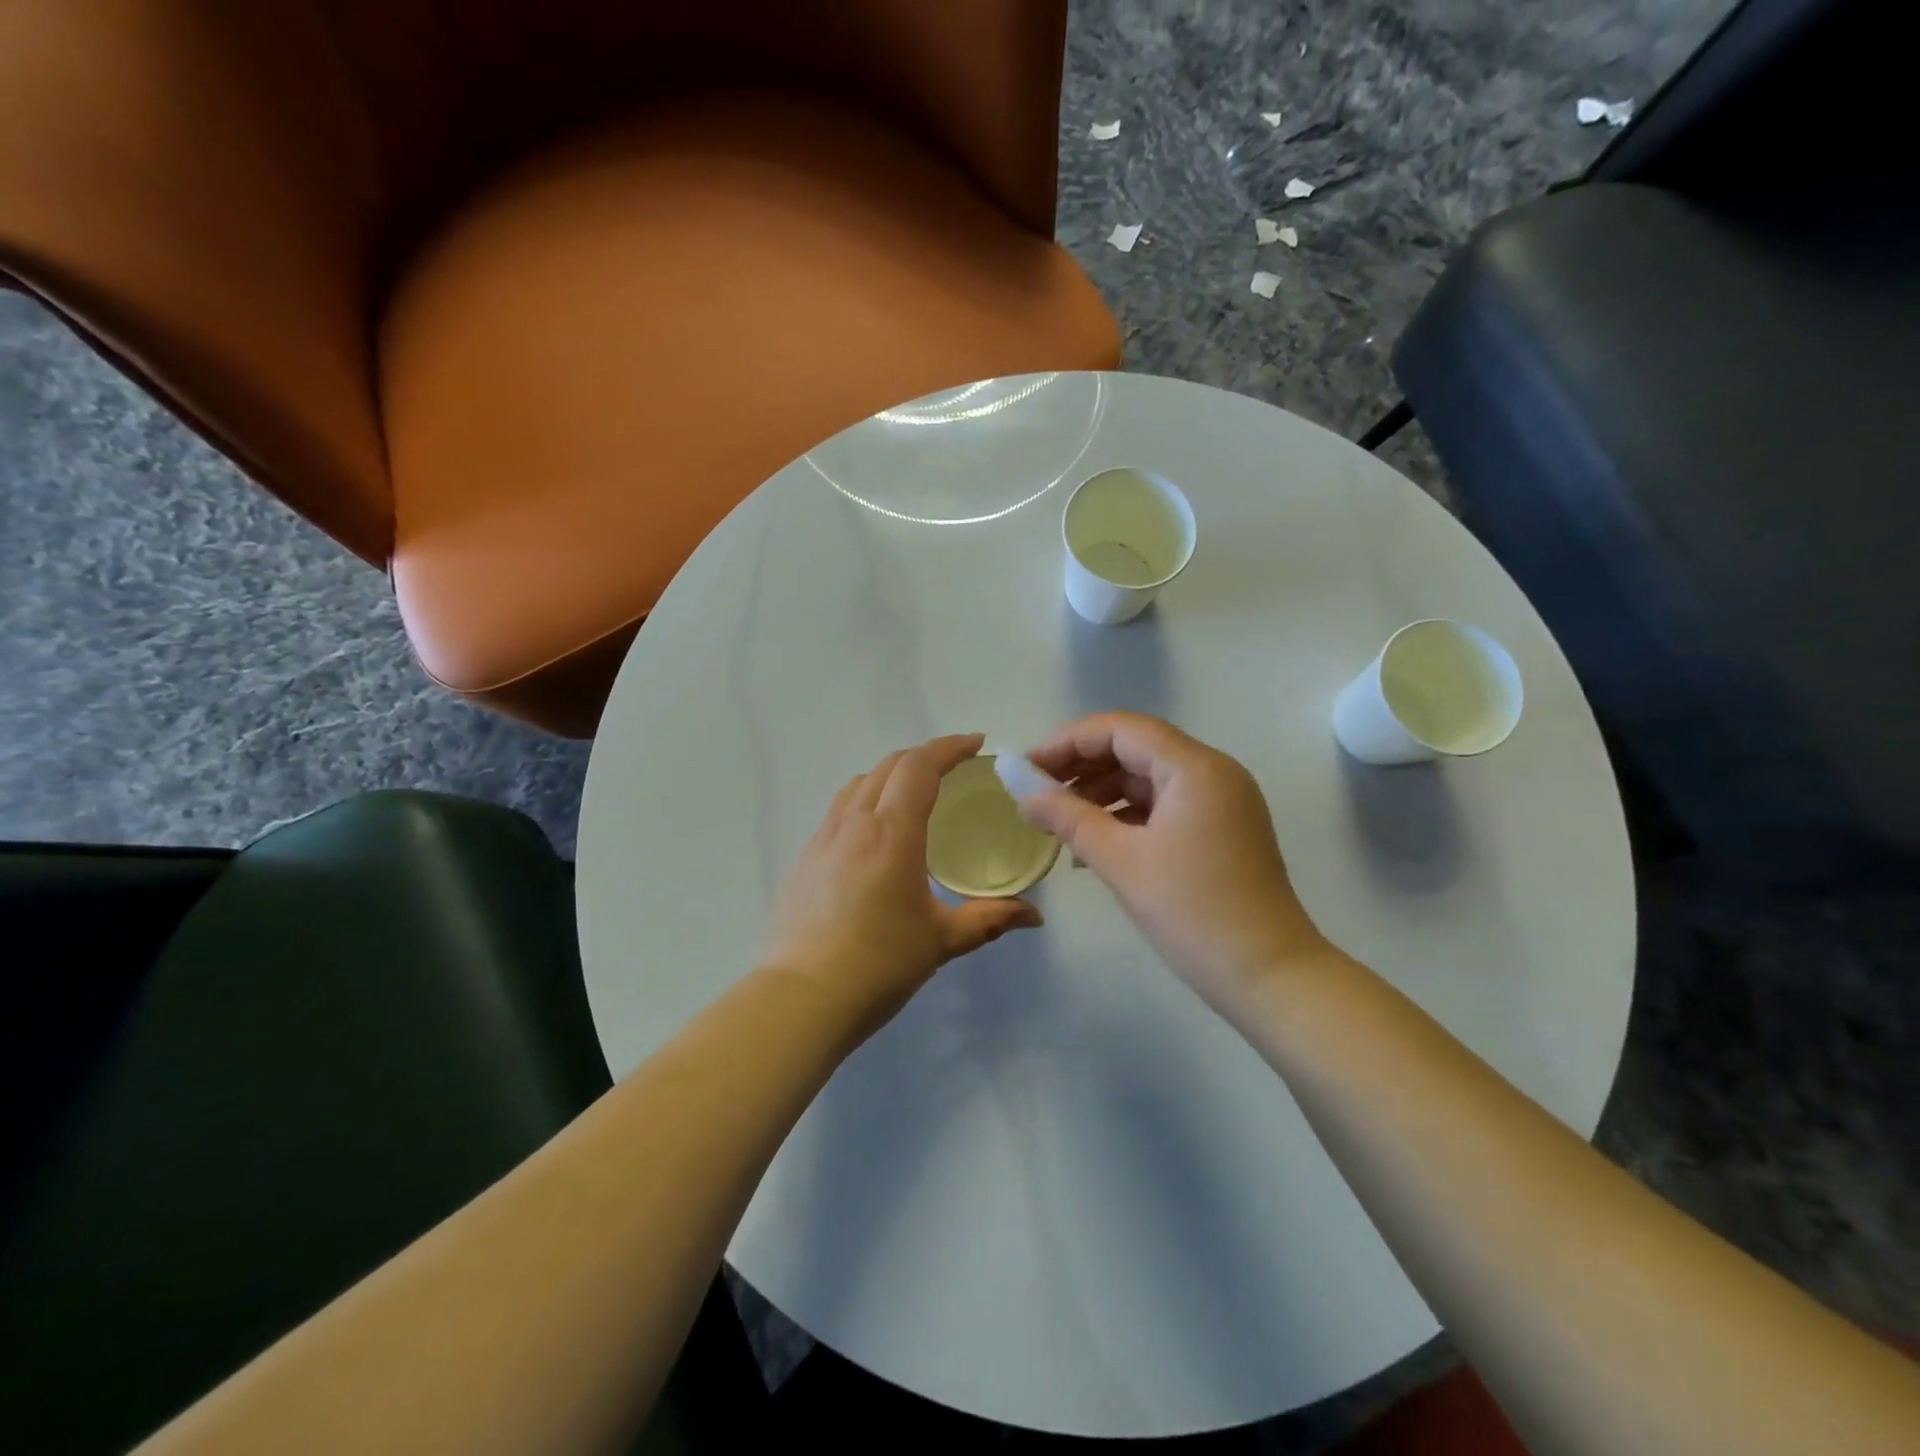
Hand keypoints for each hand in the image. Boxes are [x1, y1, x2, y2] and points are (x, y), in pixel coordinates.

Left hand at [763, 733, 1042, 1042]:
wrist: (802, 998)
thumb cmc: (879, 964)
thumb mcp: (941, 940)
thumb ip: (990, 920)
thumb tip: (1033, 917)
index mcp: (892, 833)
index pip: (919, 767)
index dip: (949, 747)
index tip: (976, 743)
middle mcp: (854, 823)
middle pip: (888, 766)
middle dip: (924, 756)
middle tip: (954, 768)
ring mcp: (822, 839)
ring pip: (858, 784)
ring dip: (890, 775)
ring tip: (915, 794)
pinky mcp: (803, 859)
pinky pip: (838, 811)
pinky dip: (865, 801)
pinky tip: (875, 834)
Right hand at [1015, 713, 1329, 1017]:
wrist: (1270, 976)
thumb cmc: (1192, 912)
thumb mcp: (1120, 861)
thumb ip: (1066, 816)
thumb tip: (1020, 787)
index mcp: (1194, 767)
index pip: (1120, 729)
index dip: (1067, 742)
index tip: (1027, 769)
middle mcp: (1213, 772)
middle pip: (1135, 748)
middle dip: (1082, 766)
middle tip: (1037, 793)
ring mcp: (1222, 800)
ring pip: (1149, 778)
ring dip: (1102, 792)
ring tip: (1059, 821)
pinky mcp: (1223, 828)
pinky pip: (1165, 804)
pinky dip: (1128, 815)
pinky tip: (1095, 842)